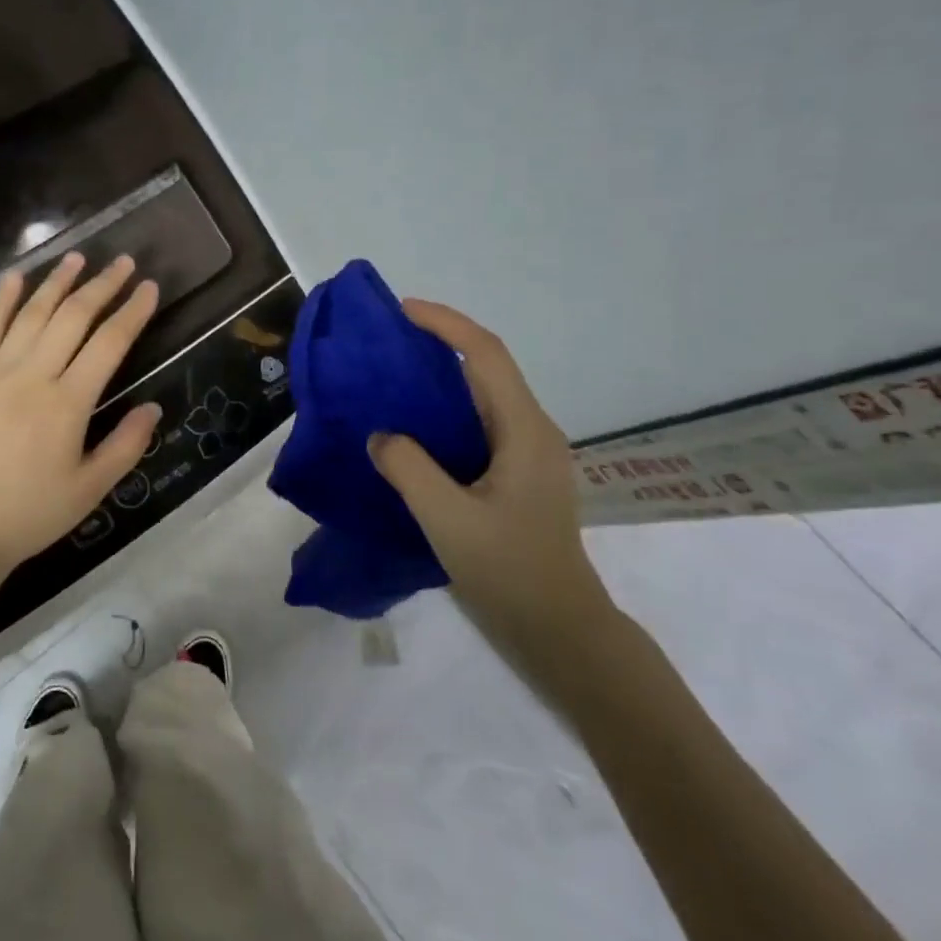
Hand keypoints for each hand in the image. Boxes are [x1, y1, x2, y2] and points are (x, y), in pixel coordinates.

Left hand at [0, 252, 161, 583]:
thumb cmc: (32, 512)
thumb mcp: (90, 488)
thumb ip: (126, 445)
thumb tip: (152, 408)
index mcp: (68, 402)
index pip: (109, 342)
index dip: (132, 311)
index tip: (148, 287)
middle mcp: (33, 375)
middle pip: (73, 316)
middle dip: (101, 285)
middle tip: (122, 261)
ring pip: (32, 314)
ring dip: (57, 282)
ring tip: (77, 258)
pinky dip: (3, 300)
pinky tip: (15, 278)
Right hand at [368, 300, 621, 693]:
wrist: (559, 629)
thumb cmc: (509, 571)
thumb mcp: (447, 519)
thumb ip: (408, 468)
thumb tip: (381, 435)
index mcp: (524, 431)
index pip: (486, 355)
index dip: (446, 324)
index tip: (402, 311)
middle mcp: (532, 431)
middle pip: (486, 367)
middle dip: (440, 342)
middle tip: (387, 340)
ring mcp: (528, 453)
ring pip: (482, 395)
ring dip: (440, 376)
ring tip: (391, 375)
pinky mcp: (517, 474)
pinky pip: (478, 422)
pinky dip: (443, 409)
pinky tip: (412, 426)